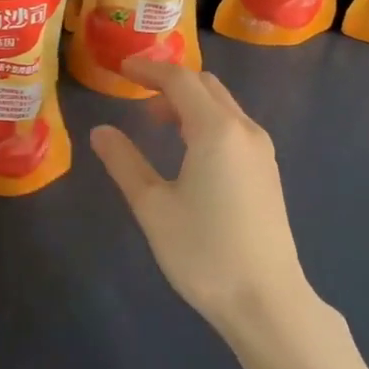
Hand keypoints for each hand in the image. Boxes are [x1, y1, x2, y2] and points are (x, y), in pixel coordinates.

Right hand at [89, 59, 319, 342]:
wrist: (265, 299)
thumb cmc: (202, 252)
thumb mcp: (152, 206)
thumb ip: (124, 162)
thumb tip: (101, 131)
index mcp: (216, 130)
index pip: (180, 80)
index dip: (149, 70)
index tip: (121, 69)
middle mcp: (244, 130)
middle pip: (206, 86)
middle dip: (170, 82)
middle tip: (135, 92)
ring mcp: (261, 151)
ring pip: (223, 106)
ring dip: (189, 103)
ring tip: (155, 122)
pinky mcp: (267, 171)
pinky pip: (234, 127)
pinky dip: (206, 121)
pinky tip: (187, 150)